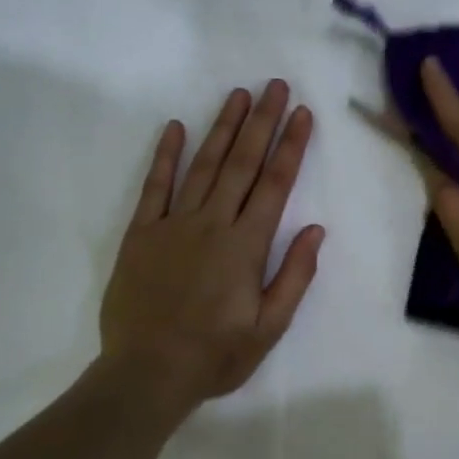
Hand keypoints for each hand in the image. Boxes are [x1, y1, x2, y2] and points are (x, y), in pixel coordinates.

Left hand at [100, 81, 323, 405]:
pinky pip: (155, 187)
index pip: (275, 184)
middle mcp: (212, 224)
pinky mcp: (142, 234)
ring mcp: (173, 224)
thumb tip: (316, 230)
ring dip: (222, 127)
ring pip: (203, 165)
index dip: (290, 146)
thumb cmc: (216, 355)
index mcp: (246, 245)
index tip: (302, 113)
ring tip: (238, 94)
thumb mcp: (270, 327)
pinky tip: (175, 127)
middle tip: (274, 85)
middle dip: (261, 121)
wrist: (147, 374)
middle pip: (242, 163)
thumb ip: (294, 276)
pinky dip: (164, 156)